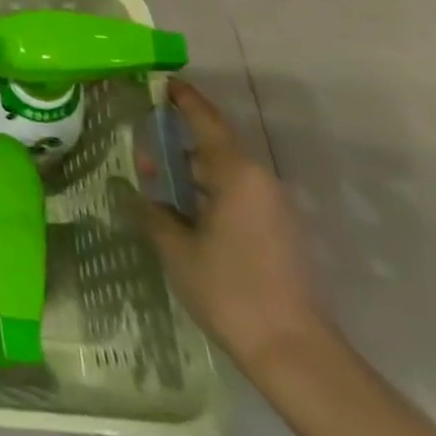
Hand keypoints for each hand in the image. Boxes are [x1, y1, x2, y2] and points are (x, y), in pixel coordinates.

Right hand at [138, 80, 327, 373]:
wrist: (295, 354)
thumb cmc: (230, 290)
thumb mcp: (176, 247)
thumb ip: (154, 208)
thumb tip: (140, 187)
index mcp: (236, 174)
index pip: (206, 120)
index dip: (183, 98)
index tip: (160, 81)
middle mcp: (259, 181)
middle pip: (214, 144)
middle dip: (178, 138)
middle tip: (142, 137)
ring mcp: (273, 207)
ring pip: (224, 170)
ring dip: (192, 167)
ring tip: (156, 174)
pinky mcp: (278, 231)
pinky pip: (236, 193)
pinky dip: (208, 189)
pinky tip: (183, 207)